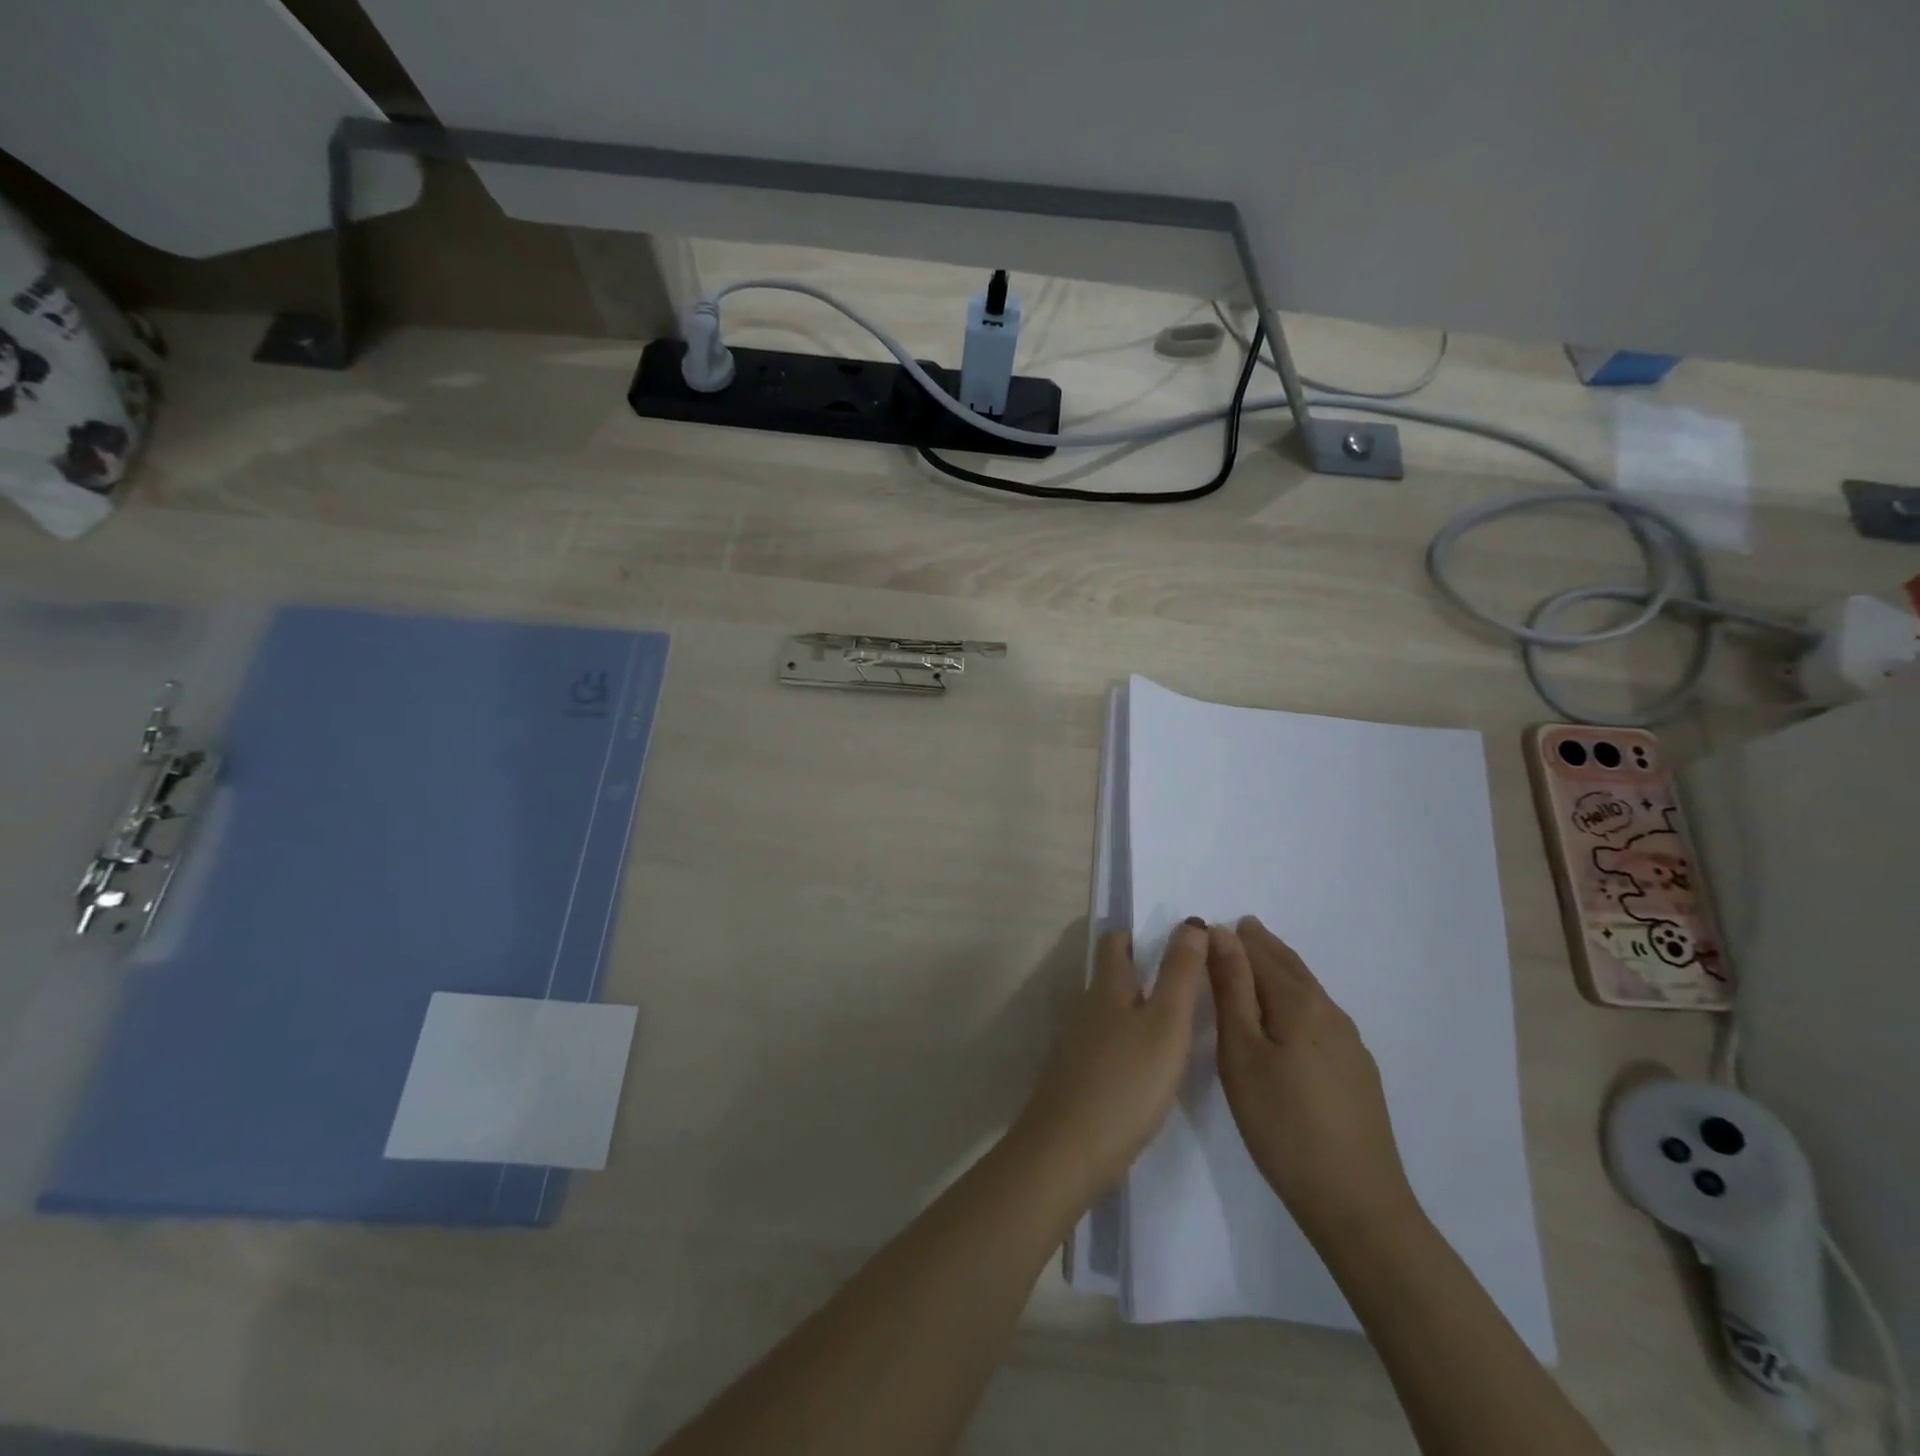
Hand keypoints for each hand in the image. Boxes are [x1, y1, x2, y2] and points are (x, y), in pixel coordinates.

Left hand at [1014, 922, 1207, 1208]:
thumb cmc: (1125, 1081)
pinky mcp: (1076, 1078)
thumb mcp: (1165, 1024)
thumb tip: (1190, 922)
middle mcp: (1086, 1009)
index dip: (1136, 934)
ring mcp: (1076, 1045)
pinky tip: (1146, 1066)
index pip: (1115, 944)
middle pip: (1110, 978)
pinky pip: (1105, 1045)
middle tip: (1182, 979)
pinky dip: (1127, 1041)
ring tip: (1173, 1022)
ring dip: (1135, 1008)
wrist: (1068, 1150)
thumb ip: (1180, 974)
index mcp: (1107, 989)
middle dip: (1139, 970)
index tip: (1168, 938)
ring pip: (1108, 1013)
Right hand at [1207, 917, 1420, 1243]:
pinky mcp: (1359, 1072)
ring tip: (1256, 963)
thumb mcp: (1241, 1053)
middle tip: (1236, 929)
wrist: (1357, 1205)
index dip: (1233, 940)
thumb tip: (1222, 933)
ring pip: (1308, 991)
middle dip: (1261, 946)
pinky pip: (1320, 1016)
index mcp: (1299, 1003)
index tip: (1207, 931)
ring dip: (1280, 971)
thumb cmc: (1282, 1124)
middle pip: (1290, 966)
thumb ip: (1231, 989)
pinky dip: (1296, 999)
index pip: (1260, 953)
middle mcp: (1330, 1013)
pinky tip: (1289, 1017)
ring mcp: (1351, 1044)